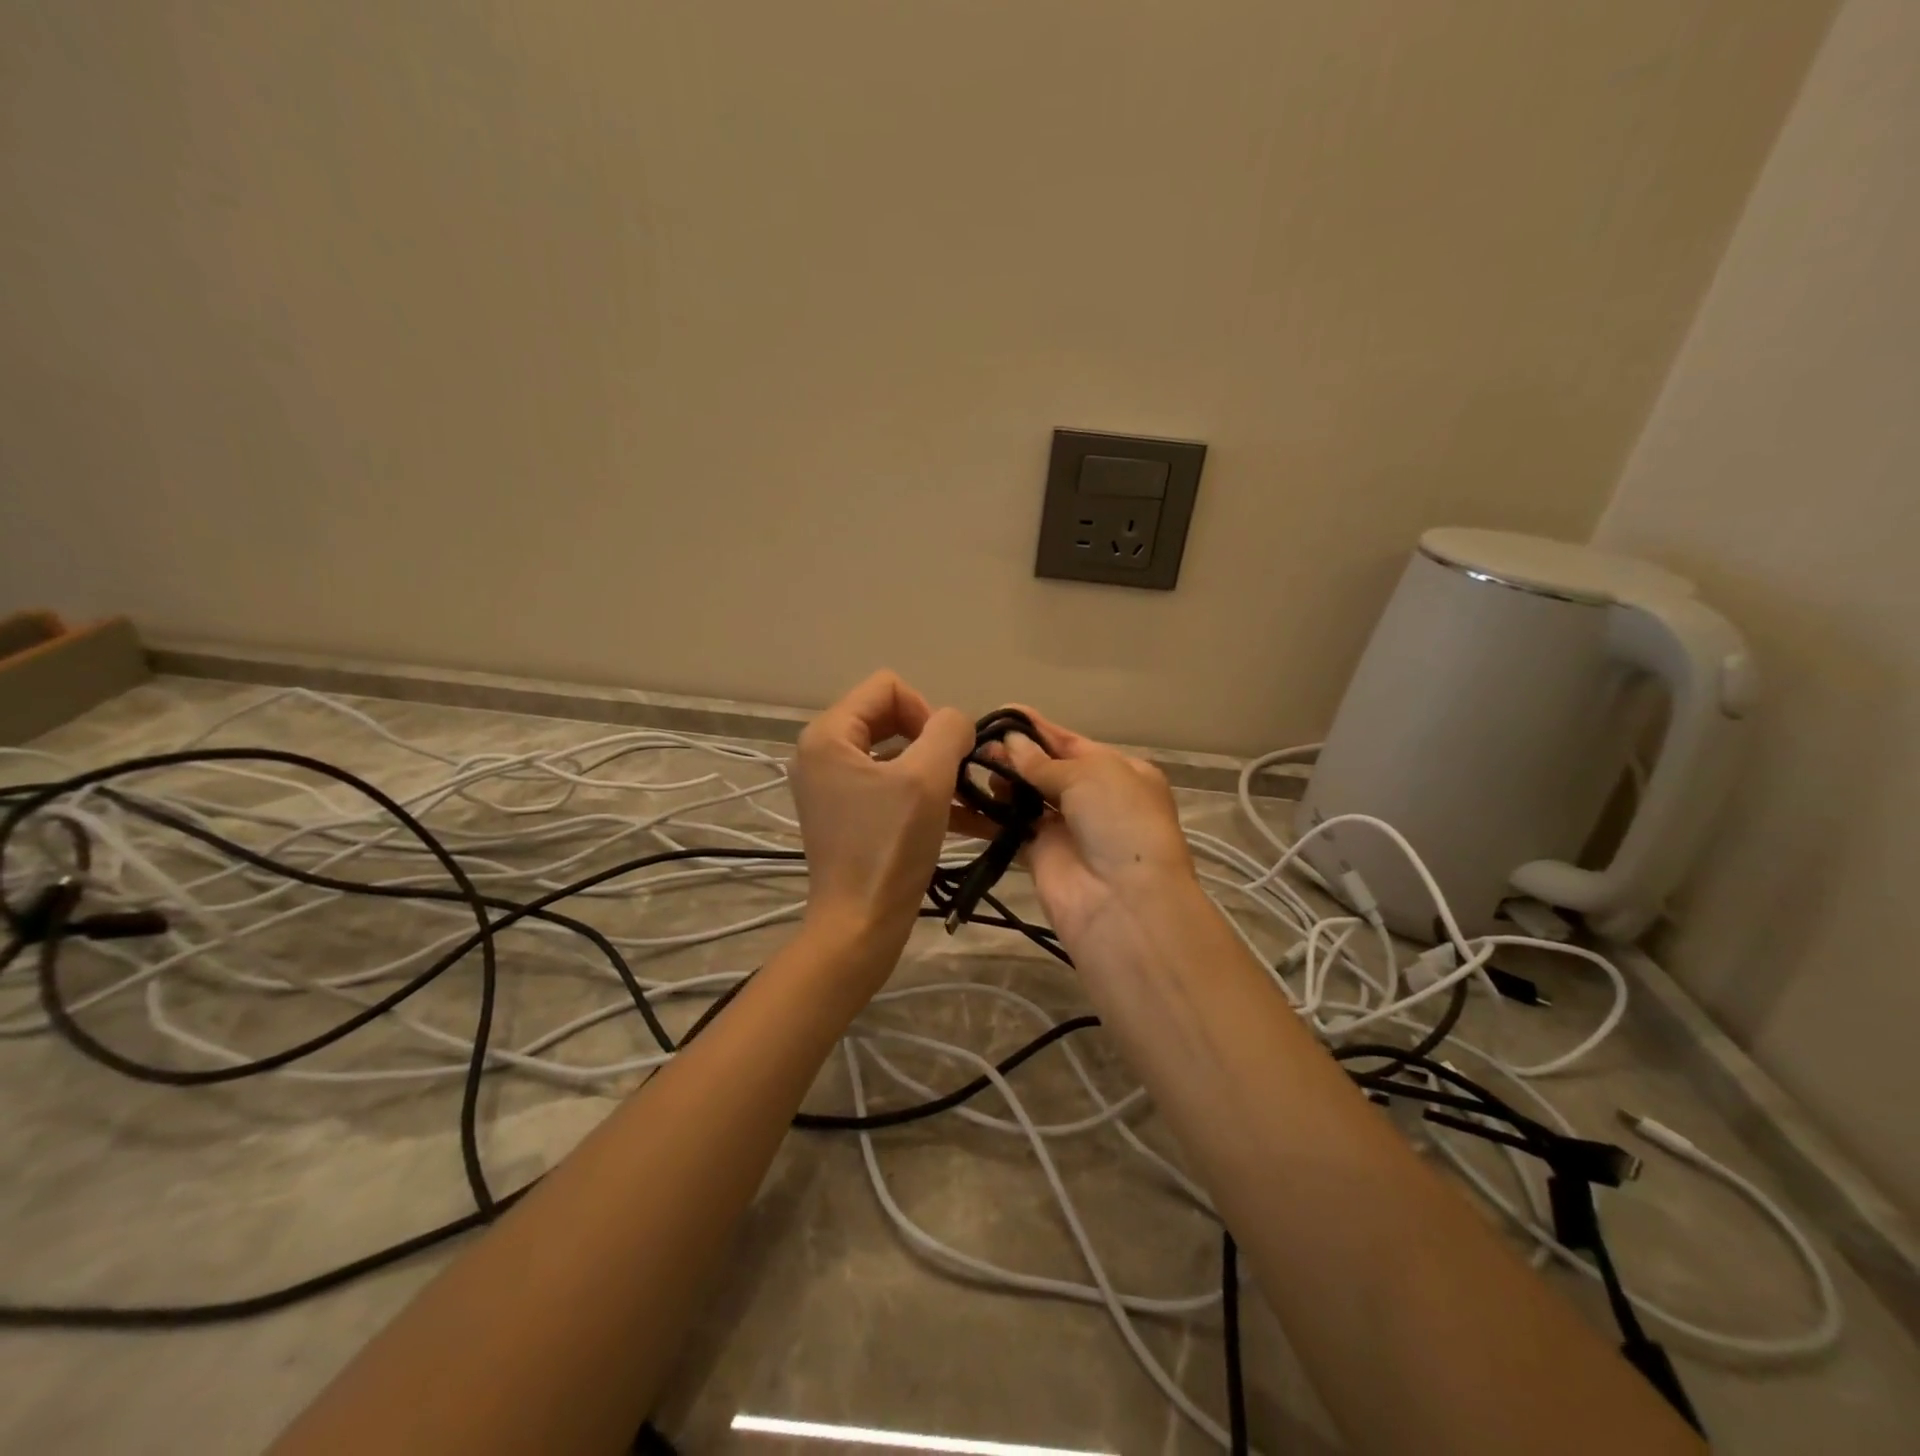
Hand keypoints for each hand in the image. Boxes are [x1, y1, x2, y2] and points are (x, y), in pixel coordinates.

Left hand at [791, 671, 973, 949]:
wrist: (860, 925)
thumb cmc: (890, 847)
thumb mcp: (928, 778)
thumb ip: (948, 730)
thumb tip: (956, 723)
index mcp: (828, 734)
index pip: (887, 687)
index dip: (926, 710)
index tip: (945, 752)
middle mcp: (821, 753)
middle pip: (889, 717)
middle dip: (931, 741)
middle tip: (955, 774)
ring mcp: (830, 786)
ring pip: (894, 754)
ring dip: (933, 770)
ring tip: (966, 799)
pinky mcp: (845, 814)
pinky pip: (888, 786)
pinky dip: (921, 794)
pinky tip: (962, 818)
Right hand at [987, 708, 1197, 951]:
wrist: (1123, 901)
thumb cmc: (1118, 820)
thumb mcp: (1089, 775)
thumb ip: (1043, 762)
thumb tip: (1010, 744)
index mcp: (1119, 771)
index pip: (1072, 743)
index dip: (1038, 729)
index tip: (1002, 713)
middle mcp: (1094, 797)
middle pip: (1046, 769)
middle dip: (1014, 754)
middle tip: (976, 743)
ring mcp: (1066, 827)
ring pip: (1025, 796)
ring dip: (999, 780)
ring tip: (967, 765)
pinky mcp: (1039, 854)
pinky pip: (1008, 827)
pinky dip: (986, 814)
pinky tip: (960, 798)